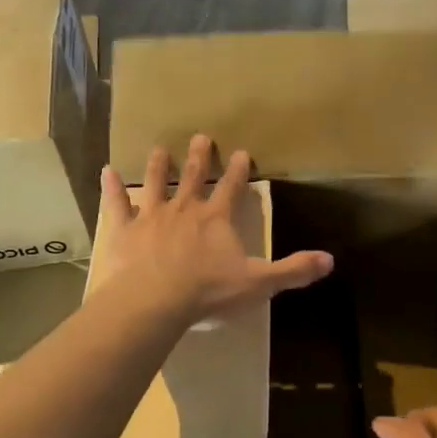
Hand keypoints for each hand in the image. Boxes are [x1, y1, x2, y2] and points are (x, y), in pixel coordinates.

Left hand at [98, 134, 332, 325]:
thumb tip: (330, 260)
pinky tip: (106, 171)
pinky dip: (111, 188)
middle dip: (199, 157)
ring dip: (158, 166)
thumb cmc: (208, 291)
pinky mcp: (123, 230)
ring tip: (159, 148)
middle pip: (193, 177)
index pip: (231, 188)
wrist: (154, 301)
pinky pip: (116, 204)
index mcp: (216, 219)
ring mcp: (151, 217)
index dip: (238, 170)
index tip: (241, 151)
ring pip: (155, 184)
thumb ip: (293, 271)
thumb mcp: (259, 283)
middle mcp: (184, 209)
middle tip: (201, 136)